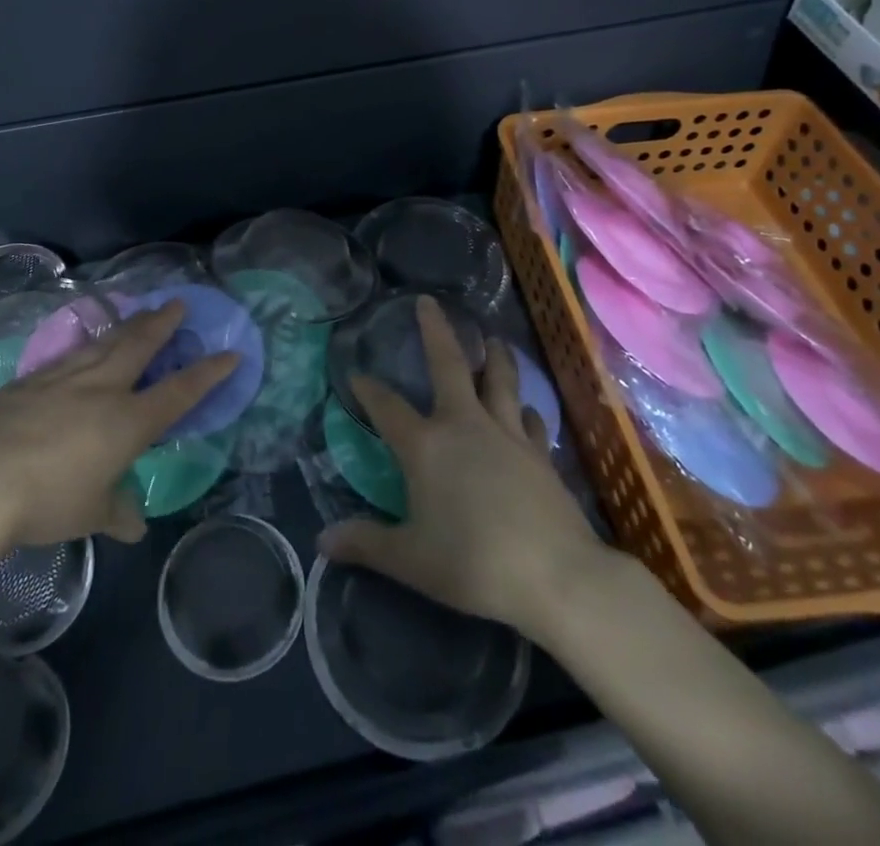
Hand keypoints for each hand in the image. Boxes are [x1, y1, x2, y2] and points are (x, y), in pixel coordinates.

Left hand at [0, 301, 236, 547]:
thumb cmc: (47, 502)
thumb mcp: (90, 514)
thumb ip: (116, 512)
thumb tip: (134, 526)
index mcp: (128, 422)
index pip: (179, 392)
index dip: (208, 373)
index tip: (231, 352)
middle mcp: (102, 389)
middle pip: (140, 346)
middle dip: (163, 323)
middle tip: (178, 303)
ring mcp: (64, 378)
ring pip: (105, 342)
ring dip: (127, 325)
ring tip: (140, 313)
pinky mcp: (30, 380)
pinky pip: (68, 355)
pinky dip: (85, 345)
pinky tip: (84, 345)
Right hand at [319, 296, 615, 643]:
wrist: (557, 576)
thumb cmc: (474, 564)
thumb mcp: (411, 560)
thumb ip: (366, 544)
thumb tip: (322, 540)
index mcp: (426, 445)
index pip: (387, 406)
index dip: (368, 389)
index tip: (355, 374)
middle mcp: (464, 425)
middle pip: (449, 365)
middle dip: (436, 331)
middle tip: (428, 302)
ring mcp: (507, 434)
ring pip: (500, 380)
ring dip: (494, 357)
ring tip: (494, 339)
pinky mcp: (540, 453)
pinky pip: (530, 419)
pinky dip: (524, 410)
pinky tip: (525, 411)